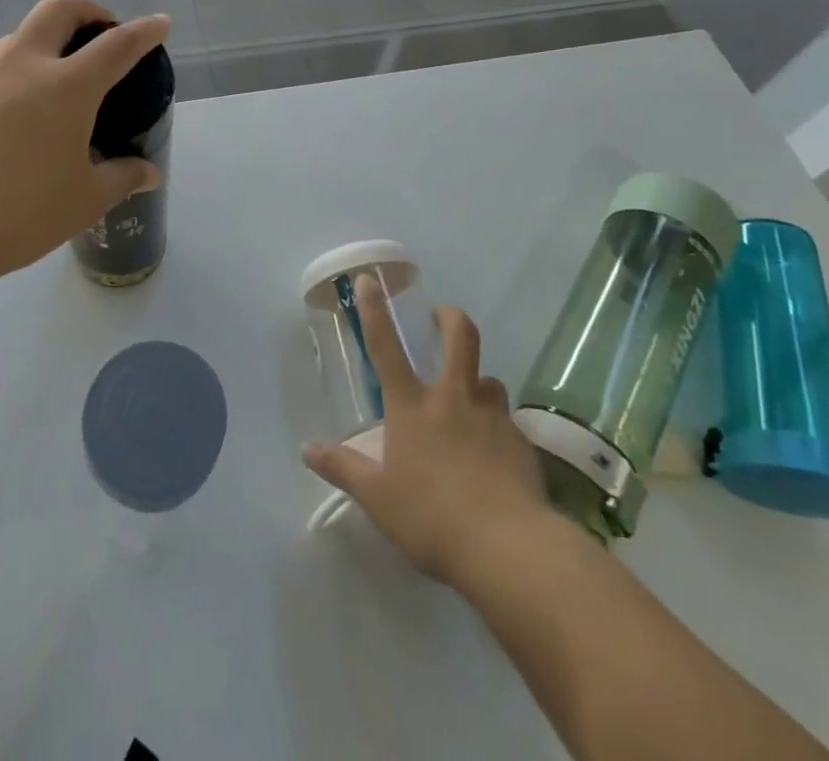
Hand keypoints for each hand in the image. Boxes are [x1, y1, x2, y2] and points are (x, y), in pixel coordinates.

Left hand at [0, 0, 170, 293]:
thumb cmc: (19, 213)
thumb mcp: (84, 200)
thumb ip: (121, 178)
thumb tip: (149, 173)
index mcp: (67, 86)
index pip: (117, 45)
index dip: (144, 31)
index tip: (160, 23)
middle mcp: (23, 67)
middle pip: (58, 11)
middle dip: (88, 11)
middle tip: (101, 32)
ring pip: (19, 38)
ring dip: (46, 43)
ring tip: (56, 81)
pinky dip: (15, 76)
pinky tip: (15, 119)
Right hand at [303, 274, 548, 587]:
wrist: (508, 548)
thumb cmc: (431, 518)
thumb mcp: (377, 498)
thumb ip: (343, 469)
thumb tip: (307, 449)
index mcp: (412, 406)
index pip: (386, 347)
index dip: (375, 310)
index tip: (369, 280)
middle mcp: (453, 399)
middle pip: (460, 338)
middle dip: (450, 318)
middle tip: (442, 315)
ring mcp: (492, 417)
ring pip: (489, 380)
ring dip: (478, 382)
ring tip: (472, 400)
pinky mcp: (521, 442)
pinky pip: (507, 423)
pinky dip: (498, 428)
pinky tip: (495, 458)